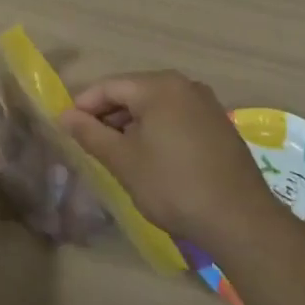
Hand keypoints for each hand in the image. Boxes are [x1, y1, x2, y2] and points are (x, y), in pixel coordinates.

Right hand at [60, 71, 286, 249]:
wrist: (239, 219)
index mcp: (159, 86)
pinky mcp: (219, 125)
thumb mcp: (123, 161)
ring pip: (156, 106)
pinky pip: (176, 118)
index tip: (67, 129)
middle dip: (108, 115)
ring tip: (116, 153)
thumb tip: (65, 116)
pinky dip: (156, 131)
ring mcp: (206, 104)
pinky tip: (150, 157)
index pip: (109, 86)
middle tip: (89, 143)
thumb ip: (90, 134)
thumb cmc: (173, 185)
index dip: (84, 106)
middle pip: (134, 92)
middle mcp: (185, 85)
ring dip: (132, 125)